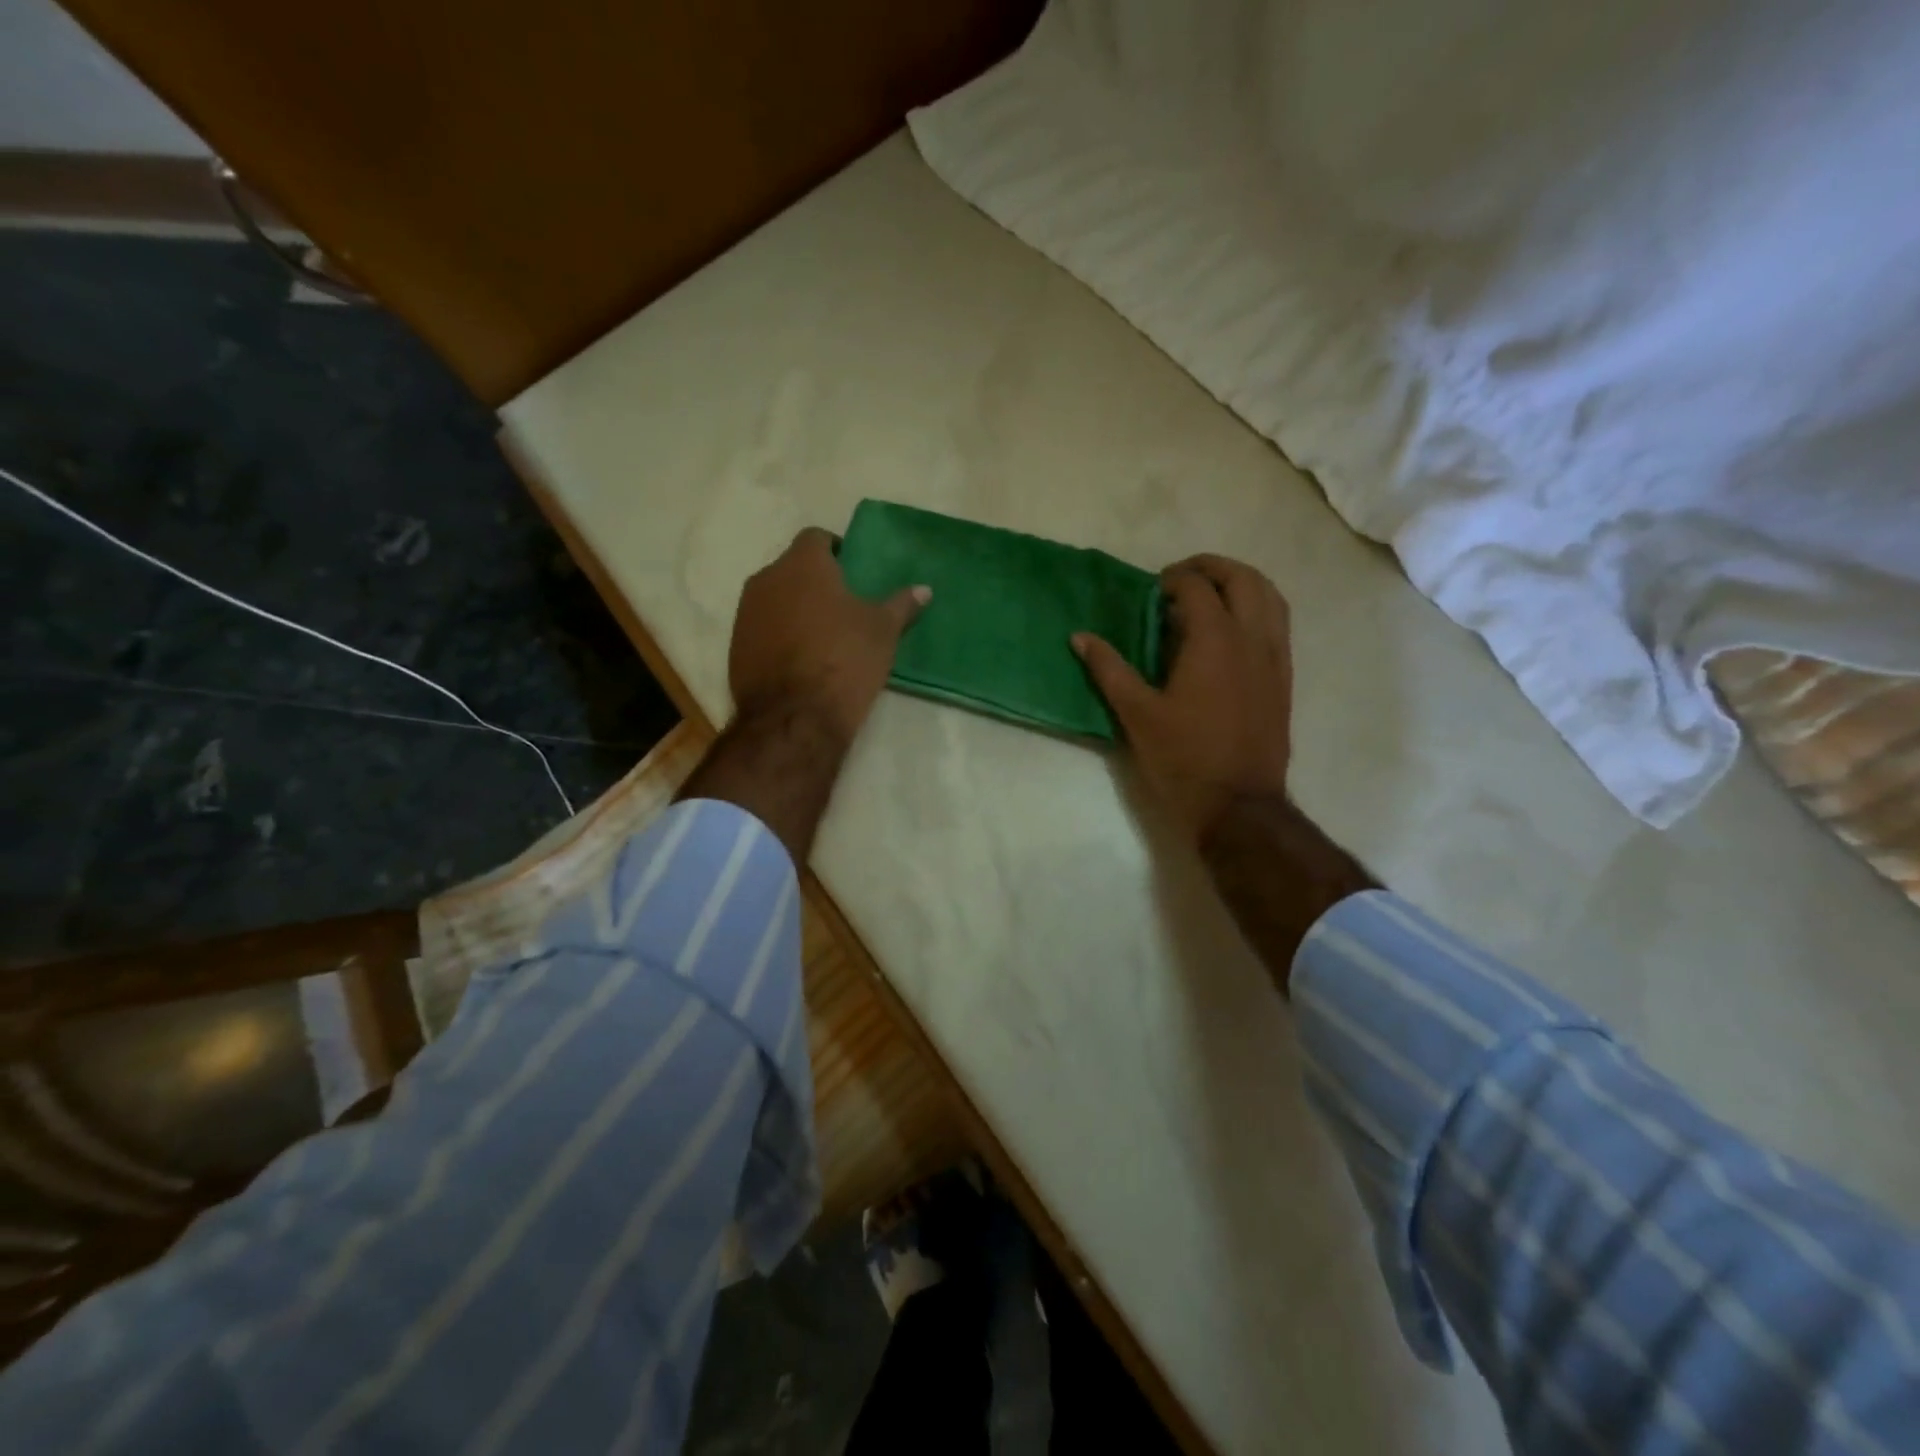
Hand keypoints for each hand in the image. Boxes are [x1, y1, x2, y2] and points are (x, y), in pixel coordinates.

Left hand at [728, 527, 929, 743]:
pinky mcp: (736, 646)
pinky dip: (779, 636)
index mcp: (803, 564)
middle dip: (815, 582)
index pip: (816, 538)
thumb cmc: (844, 660)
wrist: (794, 717)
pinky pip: (762, 629)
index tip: (853, 571)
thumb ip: (901, 604)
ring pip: (775, 599)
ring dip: (795, 609)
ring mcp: (746, 613)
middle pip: (793, 568)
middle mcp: (767, 579)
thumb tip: (924, 589)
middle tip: (842, 606)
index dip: (835, 551)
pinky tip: (800, 660)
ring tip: (822, 636)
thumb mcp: (883, 632)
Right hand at [1073, 554, 1292, 844]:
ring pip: (1270, 597)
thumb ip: (1109, 669)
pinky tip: (1235, 628)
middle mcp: (1252, 638)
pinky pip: (1279, 624)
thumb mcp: (1136, 714)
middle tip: (1182, 578)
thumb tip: (1080, 637)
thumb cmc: (1183, 758)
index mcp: (1214, 640)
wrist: (1238, 805)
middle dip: (1211, 567)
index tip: (1152, 590)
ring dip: (1241, 583)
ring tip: (1212, 593)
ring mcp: (1274, 657)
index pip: (1197, 587)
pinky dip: (1259, 608)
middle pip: (1242, 578)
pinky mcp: (1284, 678)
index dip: (1173, 579)